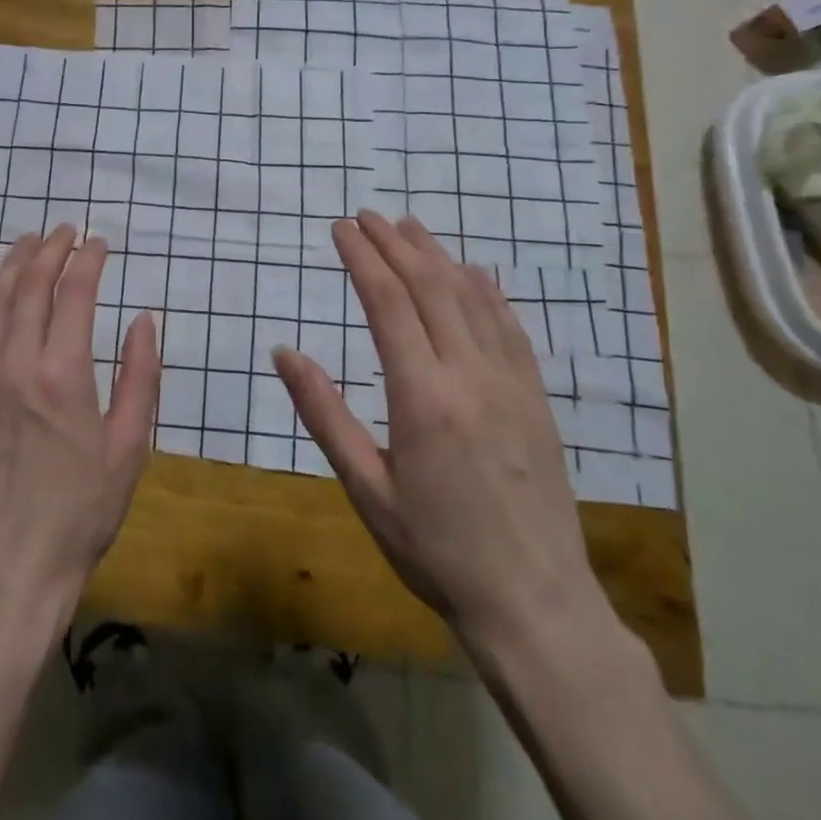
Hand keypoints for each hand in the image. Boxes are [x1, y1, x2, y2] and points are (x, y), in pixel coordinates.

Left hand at [0, 225, 161, 628]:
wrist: (11, 563)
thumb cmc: (82, 508)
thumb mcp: (130, 446)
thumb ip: (141, 376)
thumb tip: (143, 320)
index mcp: (64, 372)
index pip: (74, 292)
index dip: (88, 260)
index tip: (100, 242)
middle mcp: (16, 362)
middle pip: (30, 285)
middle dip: (49, 249)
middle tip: (65, 230)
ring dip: (13, 265)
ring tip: (29, 242)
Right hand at [273, 211, 605, 663]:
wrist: (534, 603)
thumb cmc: (436, 551)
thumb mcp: (366, 489)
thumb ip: (324, 414)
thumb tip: (285, 353)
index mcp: (422, 397)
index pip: (387, 303)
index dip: (362, 258)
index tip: (340, 228)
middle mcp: (470, 375)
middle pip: (430, 287)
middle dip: (394, 244)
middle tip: (366, 216)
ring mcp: (511, 383)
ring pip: (472, 298)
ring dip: (438, 255)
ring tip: (410, 227)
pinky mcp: (536, 398)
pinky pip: (510, 327)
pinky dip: (487, 290)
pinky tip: (474, 273)